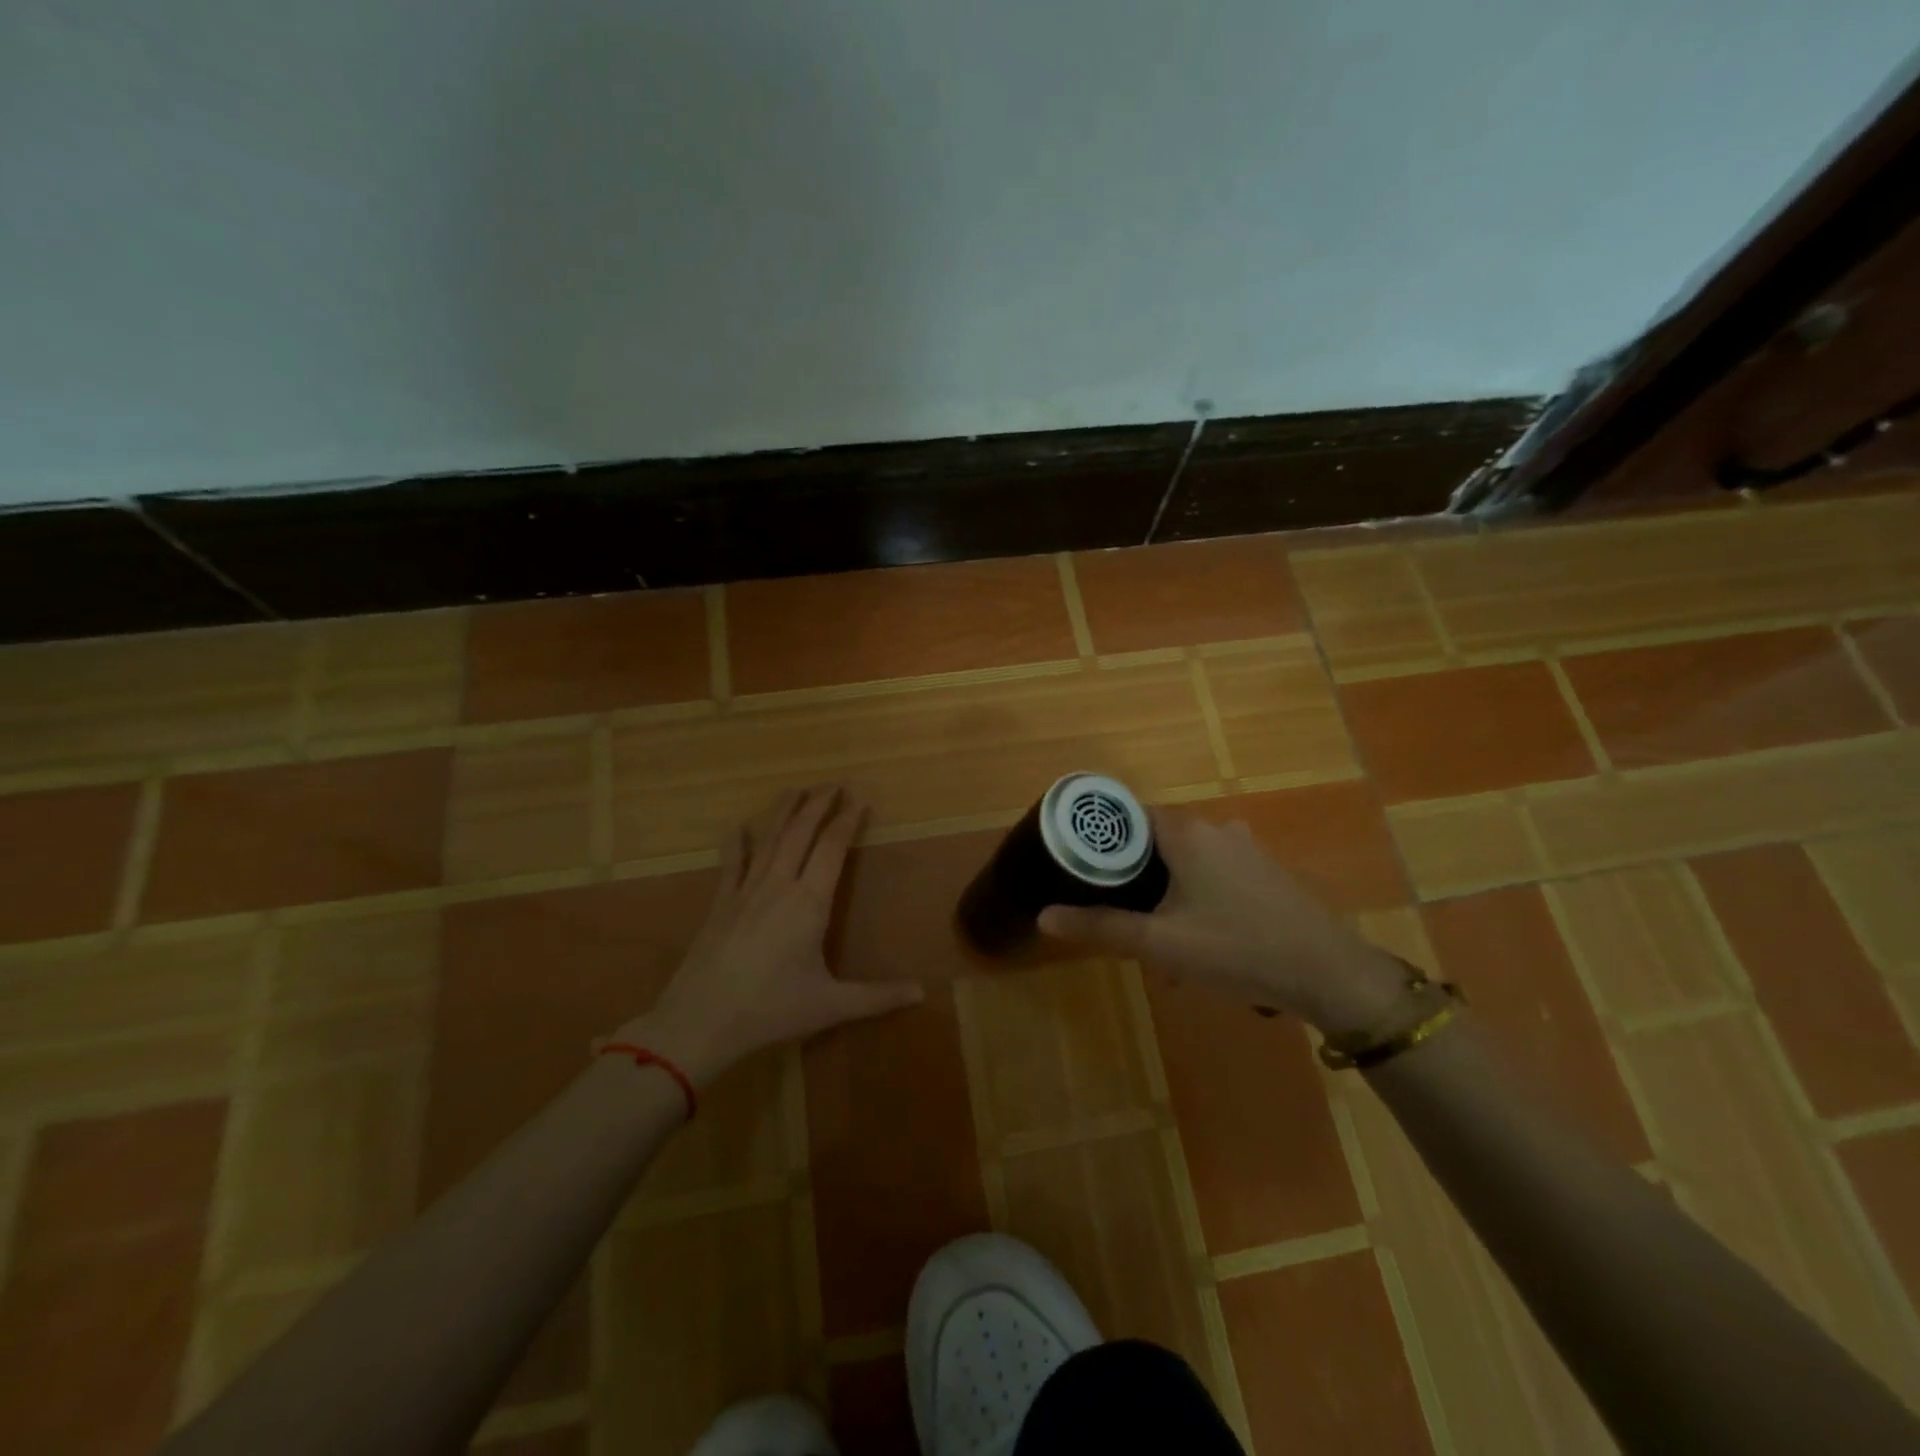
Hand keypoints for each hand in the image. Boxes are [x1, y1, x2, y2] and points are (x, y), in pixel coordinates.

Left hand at [617, 786, 922, 1085]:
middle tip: (833, 785)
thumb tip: (922, 993)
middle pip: (800, 833)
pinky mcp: (720, 904)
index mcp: (809, 903)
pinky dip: (737, 842)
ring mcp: (745, 892)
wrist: (700, 1022)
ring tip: (795, 790)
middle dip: (818, 805)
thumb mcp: (831, 1006)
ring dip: (784, 812)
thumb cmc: (771, 1010)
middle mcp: (778, 886)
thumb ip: (877, 997)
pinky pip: (731, 864)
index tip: (859, 798)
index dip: (847, 820)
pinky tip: (740, 827)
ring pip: (768, 840)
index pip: (832, 848)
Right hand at [1038, 809, 1408, 1035]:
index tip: (1077, 865)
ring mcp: (1245, 849)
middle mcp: (1215, 829)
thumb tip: (1044, 916)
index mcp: (1186, 832)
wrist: (1330, 974)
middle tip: (1115, 915)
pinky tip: (1197, 945)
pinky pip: (1213, 876)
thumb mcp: (1161, 943)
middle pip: (1154, 841)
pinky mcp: (1265, 873)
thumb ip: (1101, 927)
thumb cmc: (1237, 949)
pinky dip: (1194, 900)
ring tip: (1156, 945)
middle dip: (1133, 880)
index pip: (1127, 814)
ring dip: (1165, 897)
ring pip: (1185, 863)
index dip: (1100, 837)